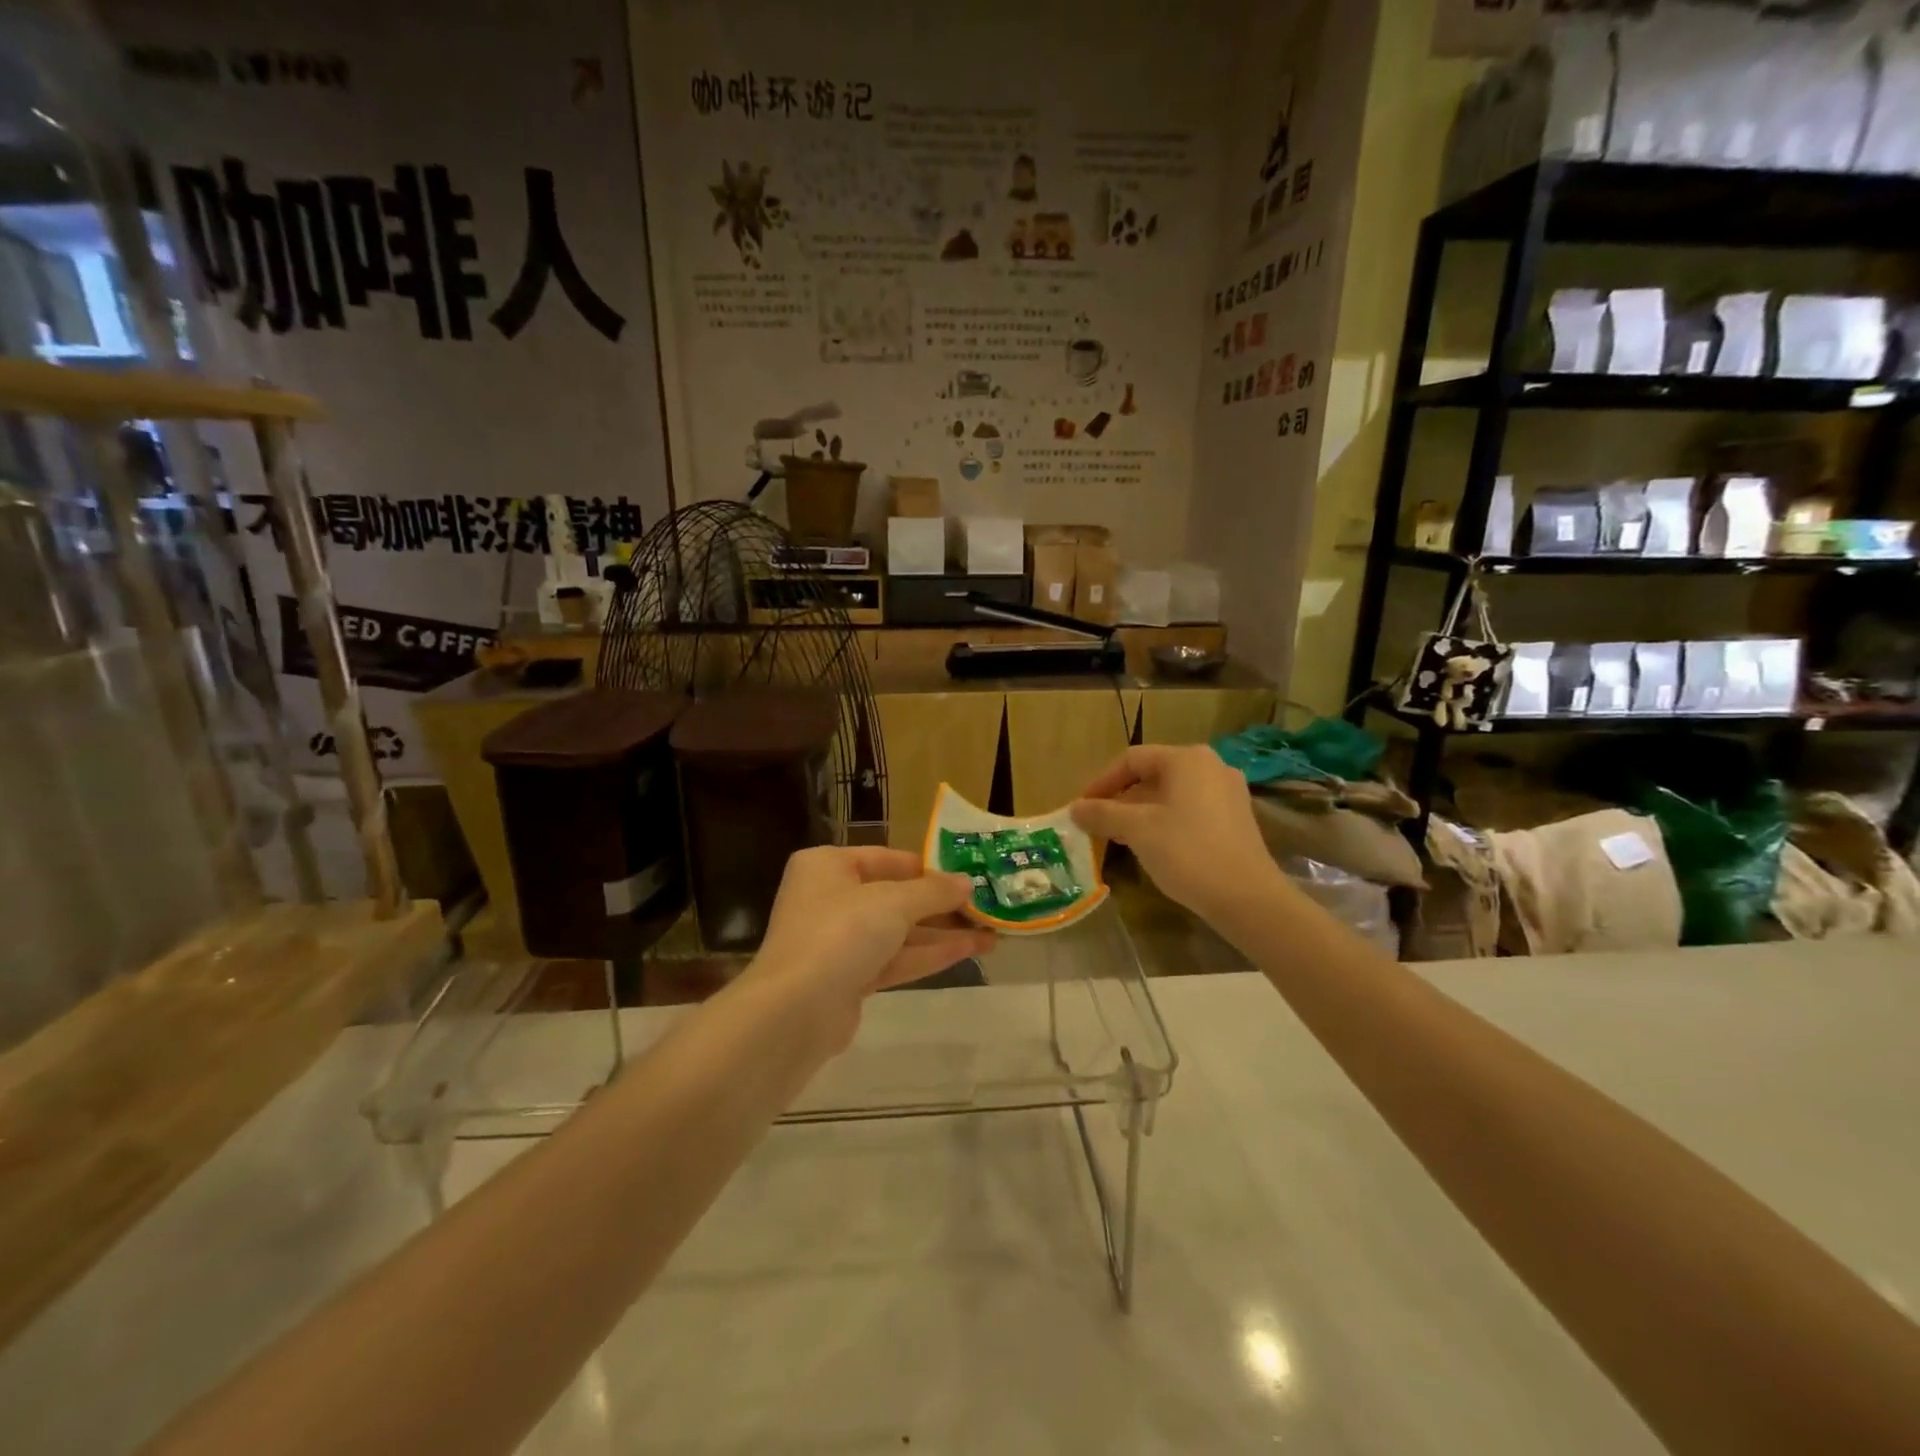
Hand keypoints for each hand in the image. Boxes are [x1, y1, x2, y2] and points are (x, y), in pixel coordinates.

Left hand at [746, 847, 995, 1039]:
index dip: (929, 868)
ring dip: (943, 932)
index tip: (968, 876)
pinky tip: (970, 951)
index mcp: (828, 866)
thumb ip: (934, 891)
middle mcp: (830, 898)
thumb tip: (968, 883)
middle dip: (941, 905)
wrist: (795, 1012)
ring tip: (992, 933)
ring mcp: (838, 941)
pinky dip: (929, 955)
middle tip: (986, 906)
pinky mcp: (849, 979)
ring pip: (898, 932)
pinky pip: (895, 958)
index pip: (887, 859)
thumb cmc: (841, 934)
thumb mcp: (893, 902)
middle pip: (895, 897)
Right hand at [1071, 744, 1279, 921]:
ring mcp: (1228, 793)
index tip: (1082, 807)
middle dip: (1121, 798)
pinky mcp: (1236, 819)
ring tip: (1120, 837)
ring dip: (1142, 811)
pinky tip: (1154, 846)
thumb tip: (1075, 808)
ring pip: (1172, 794)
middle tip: (1098, 823)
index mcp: (1187, 759)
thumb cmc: (1187, 852)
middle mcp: (1211, 766)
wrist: (1247, 898)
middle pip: (1153, 775)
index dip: (1101, 781)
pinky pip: (1191, 810)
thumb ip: (1102, 814)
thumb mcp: (1137, 830)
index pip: (1132, 759)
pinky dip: (1166, 821)